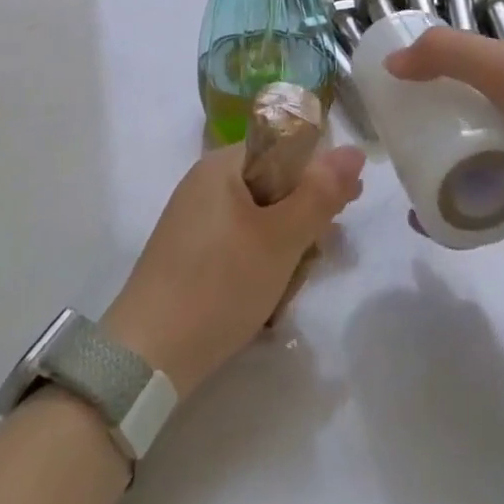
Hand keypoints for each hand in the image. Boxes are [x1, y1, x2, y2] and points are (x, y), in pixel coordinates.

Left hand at [102, 143, 365, 394]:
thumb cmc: (221, 284)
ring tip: (293, 283)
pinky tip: (268, 298)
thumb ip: (320, 193)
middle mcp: (205, 183)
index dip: (319, 175)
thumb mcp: (281, 238)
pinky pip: (238, 243)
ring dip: (284, 247)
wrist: (148, 355)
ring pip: (259, 219)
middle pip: (273, 185)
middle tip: (320, 253)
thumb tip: (355, 150)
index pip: (285, 149)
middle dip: (302, 219)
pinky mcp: (189, 253)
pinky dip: (259, 263)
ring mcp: (194, 219)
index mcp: (222, 164)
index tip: (345, 208)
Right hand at [383, 27, 503, 241]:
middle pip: (467, 116)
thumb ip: (446, 55)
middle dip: (430, 133)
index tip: (389, 100)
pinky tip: (439, 228)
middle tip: (393, 152)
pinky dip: (473, 215)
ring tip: (409, 194)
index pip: (463, 65)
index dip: (426, 78)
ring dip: (447, 177)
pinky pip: (502, 206)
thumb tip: (391, 63)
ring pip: (482, 163)